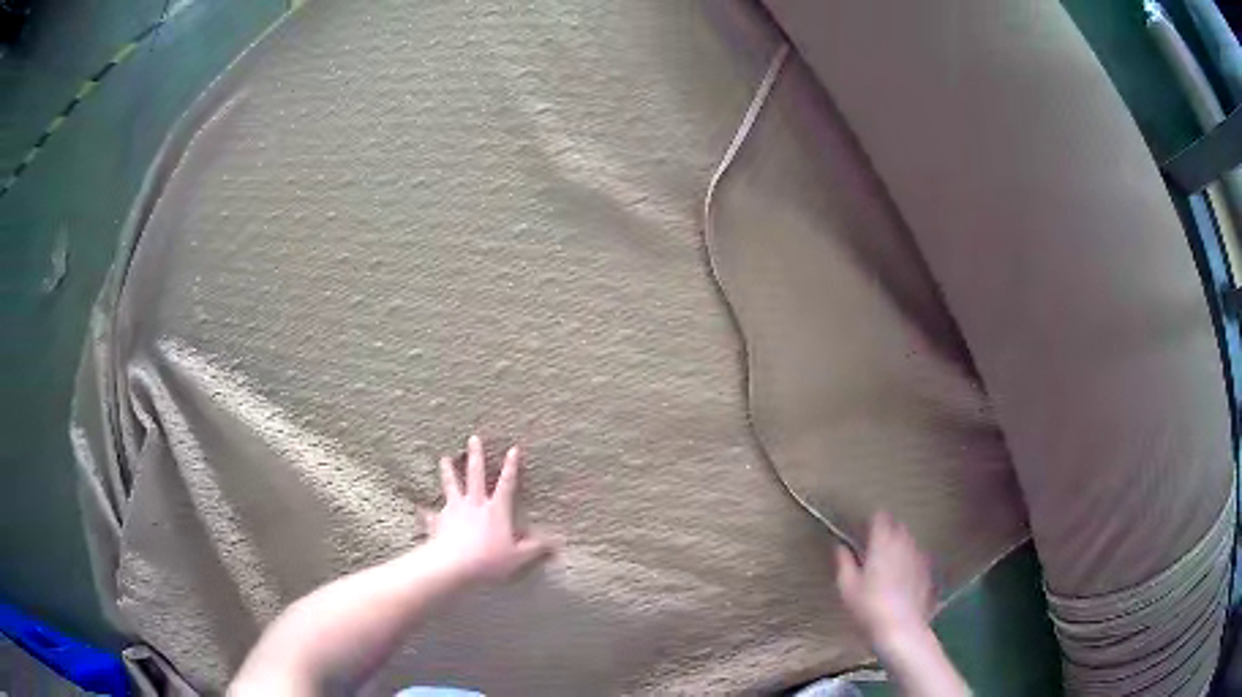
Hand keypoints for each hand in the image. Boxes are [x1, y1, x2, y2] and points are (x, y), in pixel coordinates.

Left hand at [424, 435, 552, 581]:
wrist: (453, 565)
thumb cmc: (488, 559)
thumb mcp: (518, 556)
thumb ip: (535, 548)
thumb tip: (556, 543)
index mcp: (495, 510)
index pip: (506, 484)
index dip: (511, 466)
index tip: (513, 448)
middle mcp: (474, 505)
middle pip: (475, 475)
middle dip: (475, 455)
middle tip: (473, 438)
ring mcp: (454, 511)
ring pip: (451, 486)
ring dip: (448, 471)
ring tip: (443, 458)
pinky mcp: (438, 521)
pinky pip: (432, 515)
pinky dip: (427, 512)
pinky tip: (422, 510)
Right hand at [836, 512, 934, 642]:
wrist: (901, 628)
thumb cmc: (869, 607)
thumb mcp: (847, 587)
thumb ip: (844, 562)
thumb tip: (840, 547)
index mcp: (882, 543)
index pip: (880, 518)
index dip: (871, 522)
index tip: (863, 531)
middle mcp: (903, 544)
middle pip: (897, 526)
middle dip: (887, 530)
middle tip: (874, 546)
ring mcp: (918, 557)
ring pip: (909, 540)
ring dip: (899, 544)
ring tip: (888, 561)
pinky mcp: (927, 571)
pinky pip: (918, 557)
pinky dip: (909, 559)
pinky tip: (902, 576)